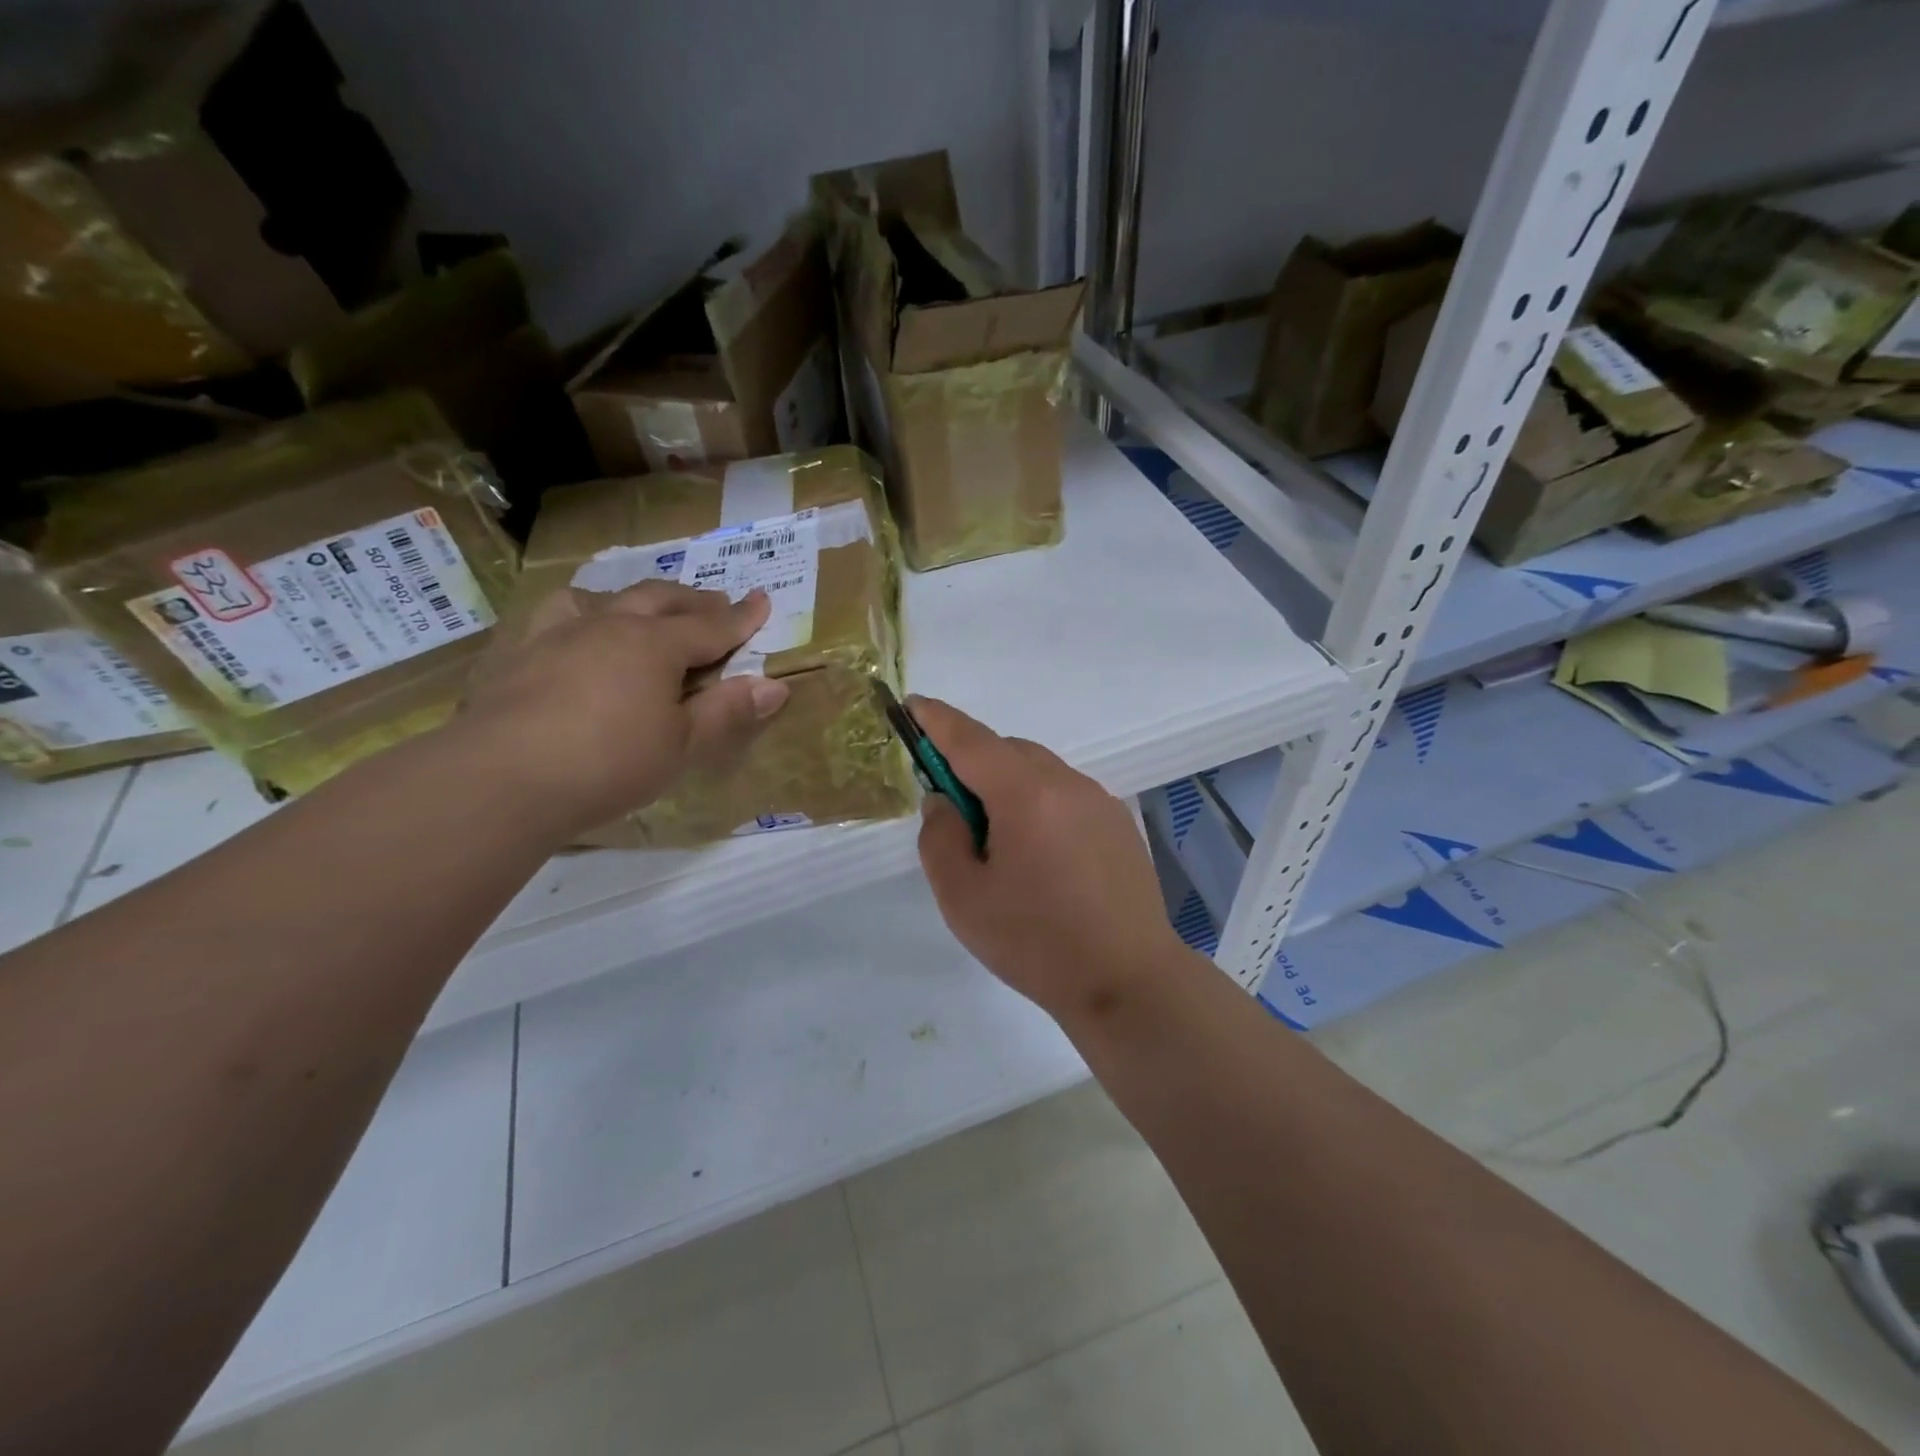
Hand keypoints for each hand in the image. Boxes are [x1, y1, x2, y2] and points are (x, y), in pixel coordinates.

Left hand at [460, 581, 788, 837]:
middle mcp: (609, 624)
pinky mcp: (517, 651)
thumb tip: (777, 685)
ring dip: (633, 599)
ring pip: (603, 597)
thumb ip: (728, 712)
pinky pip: (553, 614)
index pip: (711, 626)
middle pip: (660, 599)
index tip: (762, 600)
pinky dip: (577, 614)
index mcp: (655, 645)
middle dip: (693, 601)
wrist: (502, 778)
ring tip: (641, 610)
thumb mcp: (682, 745)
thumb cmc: (610, 763)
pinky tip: (573, 632)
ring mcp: (557, 632)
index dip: (741, 617)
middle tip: (715, 603)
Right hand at [911, 697, 1197, 1023]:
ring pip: (1039, 772)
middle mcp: (1067, 783)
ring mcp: (1099, 801)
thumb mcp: (963, 897)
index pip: (971, 740)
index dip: (937, 720)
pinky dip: (1039, 804)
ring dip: (1008, 786)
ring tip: (998, 842)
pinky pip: (1066, 795)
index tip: (913, 707)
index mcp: (1026, 794)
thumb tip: (945, 801)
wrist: (1129, 982)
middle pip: (1008, 751)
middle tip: (952, 807)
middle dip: (973, 763)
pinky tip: (1040, 856)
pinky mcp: (1119, 824)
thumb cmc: (1036, 942)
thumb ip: (940, 838)